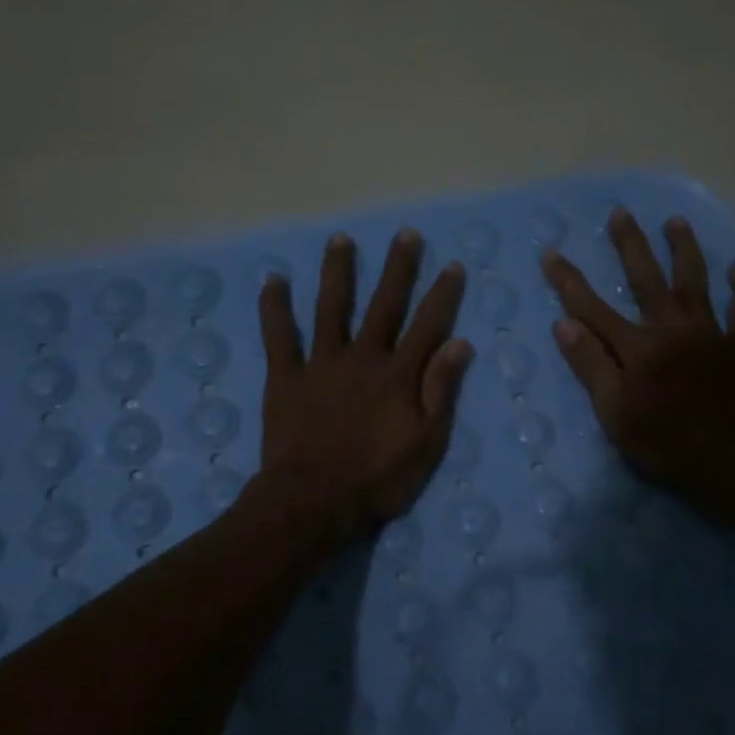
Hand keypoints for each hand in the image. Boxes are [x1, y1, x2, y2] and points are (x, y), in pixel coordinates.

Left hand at [256, 228, 473, 542]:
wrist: (315, 500)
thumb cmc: (379, 479)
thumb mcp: (426, 443)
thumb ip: (441, 391)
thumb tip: (460, 343)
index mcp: (399, 375)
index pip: (428, 325)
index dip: (442, 295)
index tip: (452, 265)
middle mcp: (363, 358)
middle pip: (384, 305)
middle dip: (397, 268)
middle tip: (405, 234)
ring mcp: (321, 364)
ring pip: (331, 308)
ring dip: (338, 272)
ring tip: (340, 239)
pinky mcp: (285, 377)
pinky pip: (279, 336)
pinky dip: (275, 307)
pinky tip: (274, 280)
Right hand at [543, 209, 734, 522]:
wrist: (734, 462)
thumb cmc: (665, 443)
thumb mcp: (615, 413)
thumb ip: (591, 366)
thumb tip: (564, 323)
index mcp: (638, 348)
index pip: (593, 308)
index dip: (569, 281)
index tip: (551, 254)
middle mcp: (672, 329)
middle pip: (647, 279)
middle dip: (631, 245)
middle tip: (621, 213)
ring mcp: (711, 333)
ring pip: (696, 281)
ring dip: (685, 249)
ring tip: (676, 221)